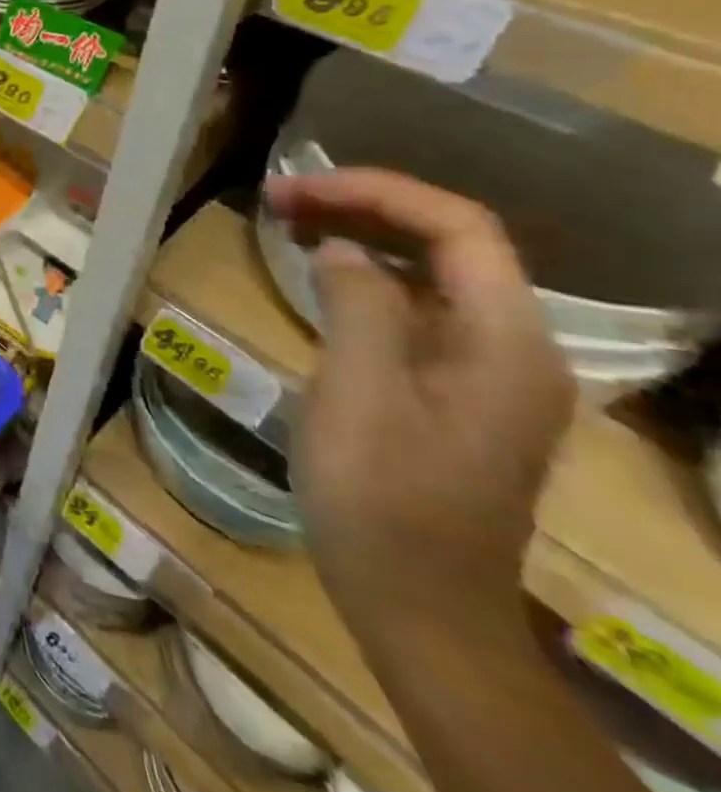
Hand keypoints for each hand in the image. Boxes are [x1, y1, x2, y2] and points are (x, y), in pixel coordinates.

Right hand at [265, 169, 574, 631]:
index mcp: (506, 342)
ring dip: (363, 234)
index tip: (296, 188)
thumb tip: (342, 248)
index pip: (460, 228)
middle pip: (450, 243)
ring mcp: (486, 372)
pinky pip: (415, 307)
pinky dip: (366, 276)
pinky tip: (319, 276)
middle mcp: (512, 347)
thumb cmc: (383, 496)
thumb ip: (358, 303)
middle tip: (278, 198)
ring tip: (288, 220)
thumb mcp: (359, 392)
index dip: (378, 191)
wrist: (417, 603)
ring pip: (431, 272)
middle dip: (364, 206)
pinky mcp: (453, 391)